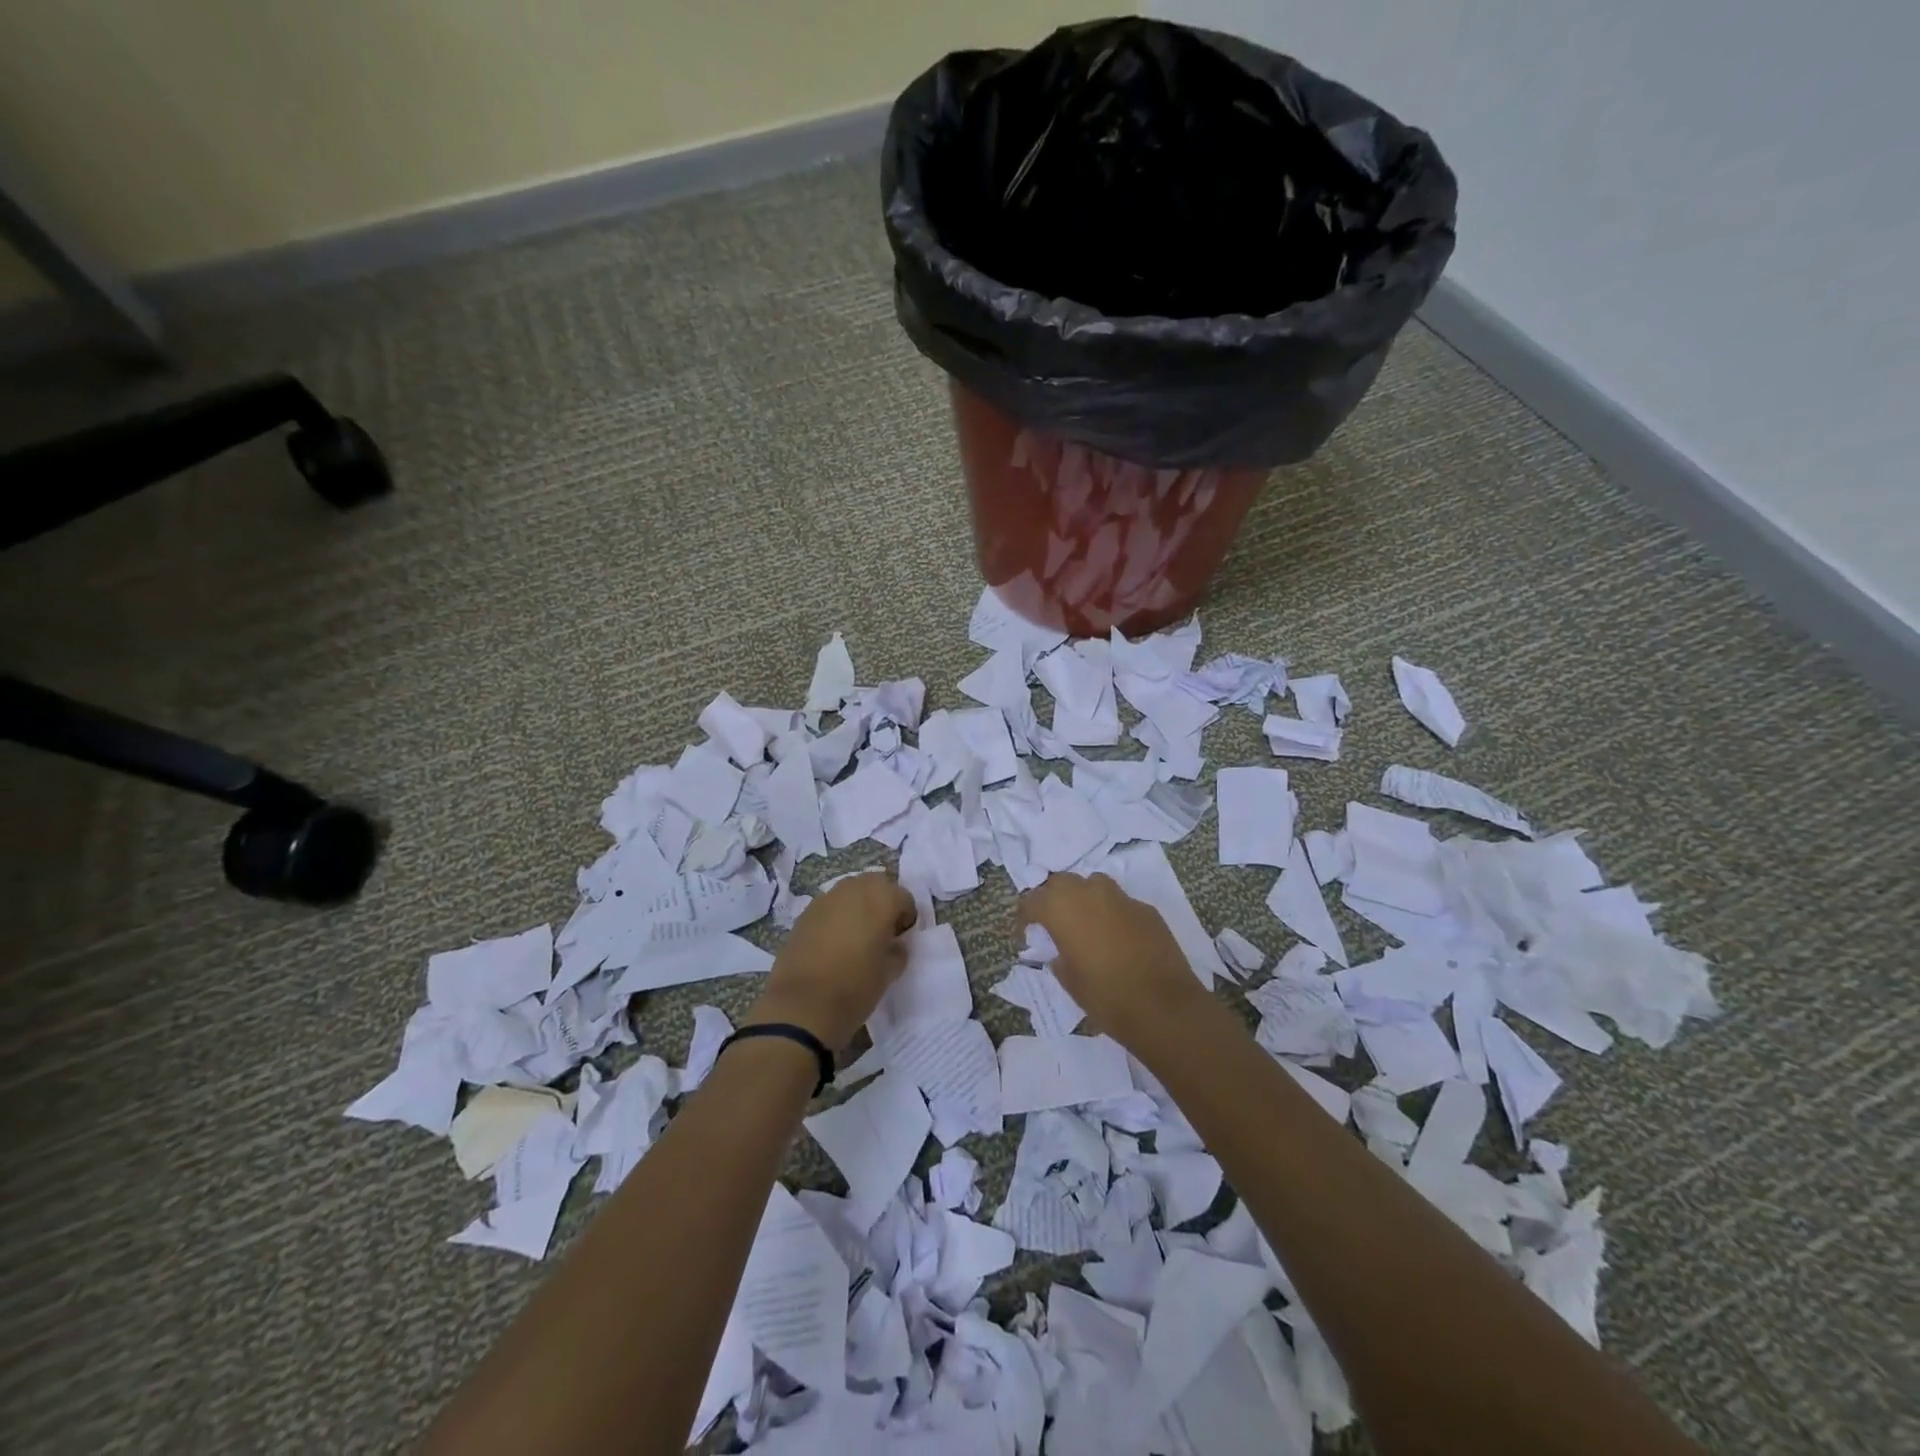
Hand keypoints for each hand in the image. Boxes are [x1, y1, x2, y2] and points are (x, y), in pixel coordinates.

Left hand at [749, 871, 916, 1048]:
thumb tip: (895, 943)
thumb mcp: (889, 972)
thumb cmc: (856, 987)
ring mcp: (825, 899)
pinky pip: (829, 907)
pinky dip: (836, 917)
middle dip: (882, 903)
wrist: (803, 1006)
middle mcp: (853, 889)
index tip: (901, 939)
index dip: (906, 918)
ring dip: (858, 906)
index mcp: (881, 899)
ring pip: (850, 892)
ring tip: (857, 936)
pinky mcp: (804, 914)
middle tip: (882, 932)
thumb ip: (898, 950)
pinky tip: (833, 943)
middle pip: (876, 884)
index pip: (904, 897)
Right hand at [1019, 872, 1210, 1047]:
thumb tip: (1060, 951)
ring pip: (1093, 884)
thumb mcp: (1069, 980)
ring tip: (1085, 924)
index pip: (1032, 901)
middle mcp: (1089, 893)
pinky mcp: (1146, 909)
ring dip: (1084, 898)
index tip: (1025, 934)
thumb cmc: (1106, 996)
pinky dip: (1112, 913)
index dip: (1025, 917)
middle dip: (1053, 898)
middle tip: (1053, 923)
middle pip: (1061, 882)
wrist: (1163, 1006)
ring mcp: (1121, 898)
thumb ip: (1059, 957)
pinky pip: (1120, 903)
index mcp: (1062, 908)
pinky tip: (1117, 937)